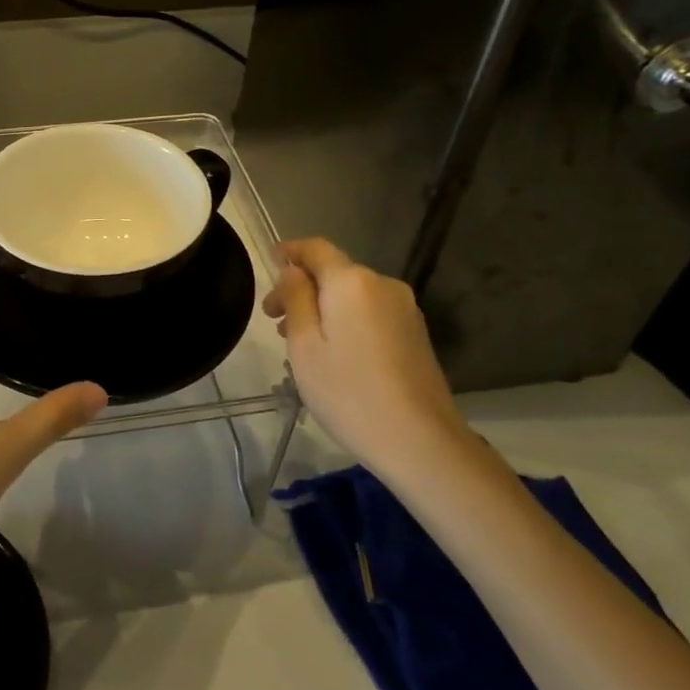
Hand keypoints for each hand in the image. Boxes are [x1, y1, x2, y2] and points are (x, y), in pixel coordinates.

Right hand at [264, 238, 470, 483]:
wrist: (420, 441)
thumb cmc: (348, 391)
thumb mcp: (305, 345)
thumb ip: (296, 298)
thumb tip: (292, 270)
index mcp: (352, 281)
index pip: (316, 248)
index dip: (290, 251)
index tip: (269, 261)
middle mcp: (382, 284)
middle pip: (334, 273)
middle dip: (302, 288)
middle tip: (274, 321)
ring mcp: (404, 309)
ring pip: (353, 295)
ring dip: (323, 307)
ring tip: (301, 342)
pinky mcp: (415, 333)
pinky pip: (371, 313)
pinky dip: (346, 320)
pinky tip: (334, 353)